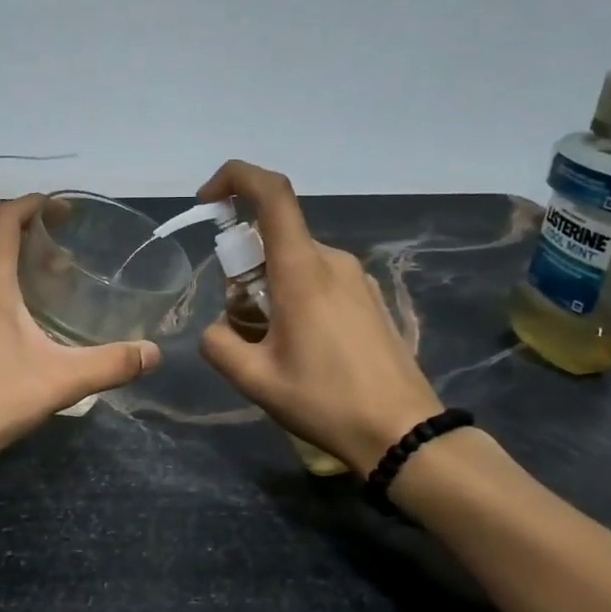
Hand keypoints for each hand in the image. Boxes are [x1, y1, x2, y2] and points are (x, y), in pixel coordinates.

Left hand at [0, 195, 161, 498]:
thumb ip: (109, 364)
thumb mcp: (59, 381)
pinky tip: (9, 320)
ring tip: (40, 280)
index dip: (32, 204)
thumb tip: (152, 353)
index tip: (61, 209)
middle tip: (61, 248)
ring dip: (4, 260)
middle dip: (23, 231)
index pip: (3, 218)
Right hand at [196, 160, 444, 475]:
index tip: (207, 203)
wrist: (403, 433)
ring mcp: (356, 278)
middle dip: (242, 269)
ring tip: (270, 346)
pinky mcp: (368, 298)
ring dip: (267, 288)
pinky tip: (301, 348)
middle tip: (240, 323)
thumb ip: (219, 344)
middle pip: (273, 238)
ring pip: (294, 262)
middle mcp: (331, 261)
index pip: (270, 192)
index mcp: (302, 270)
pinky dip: (293, 298)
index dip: (234, 179)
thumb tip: (219, 329)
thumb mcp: (254, 379)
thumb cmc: (325, 402)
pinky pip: (318, 279)